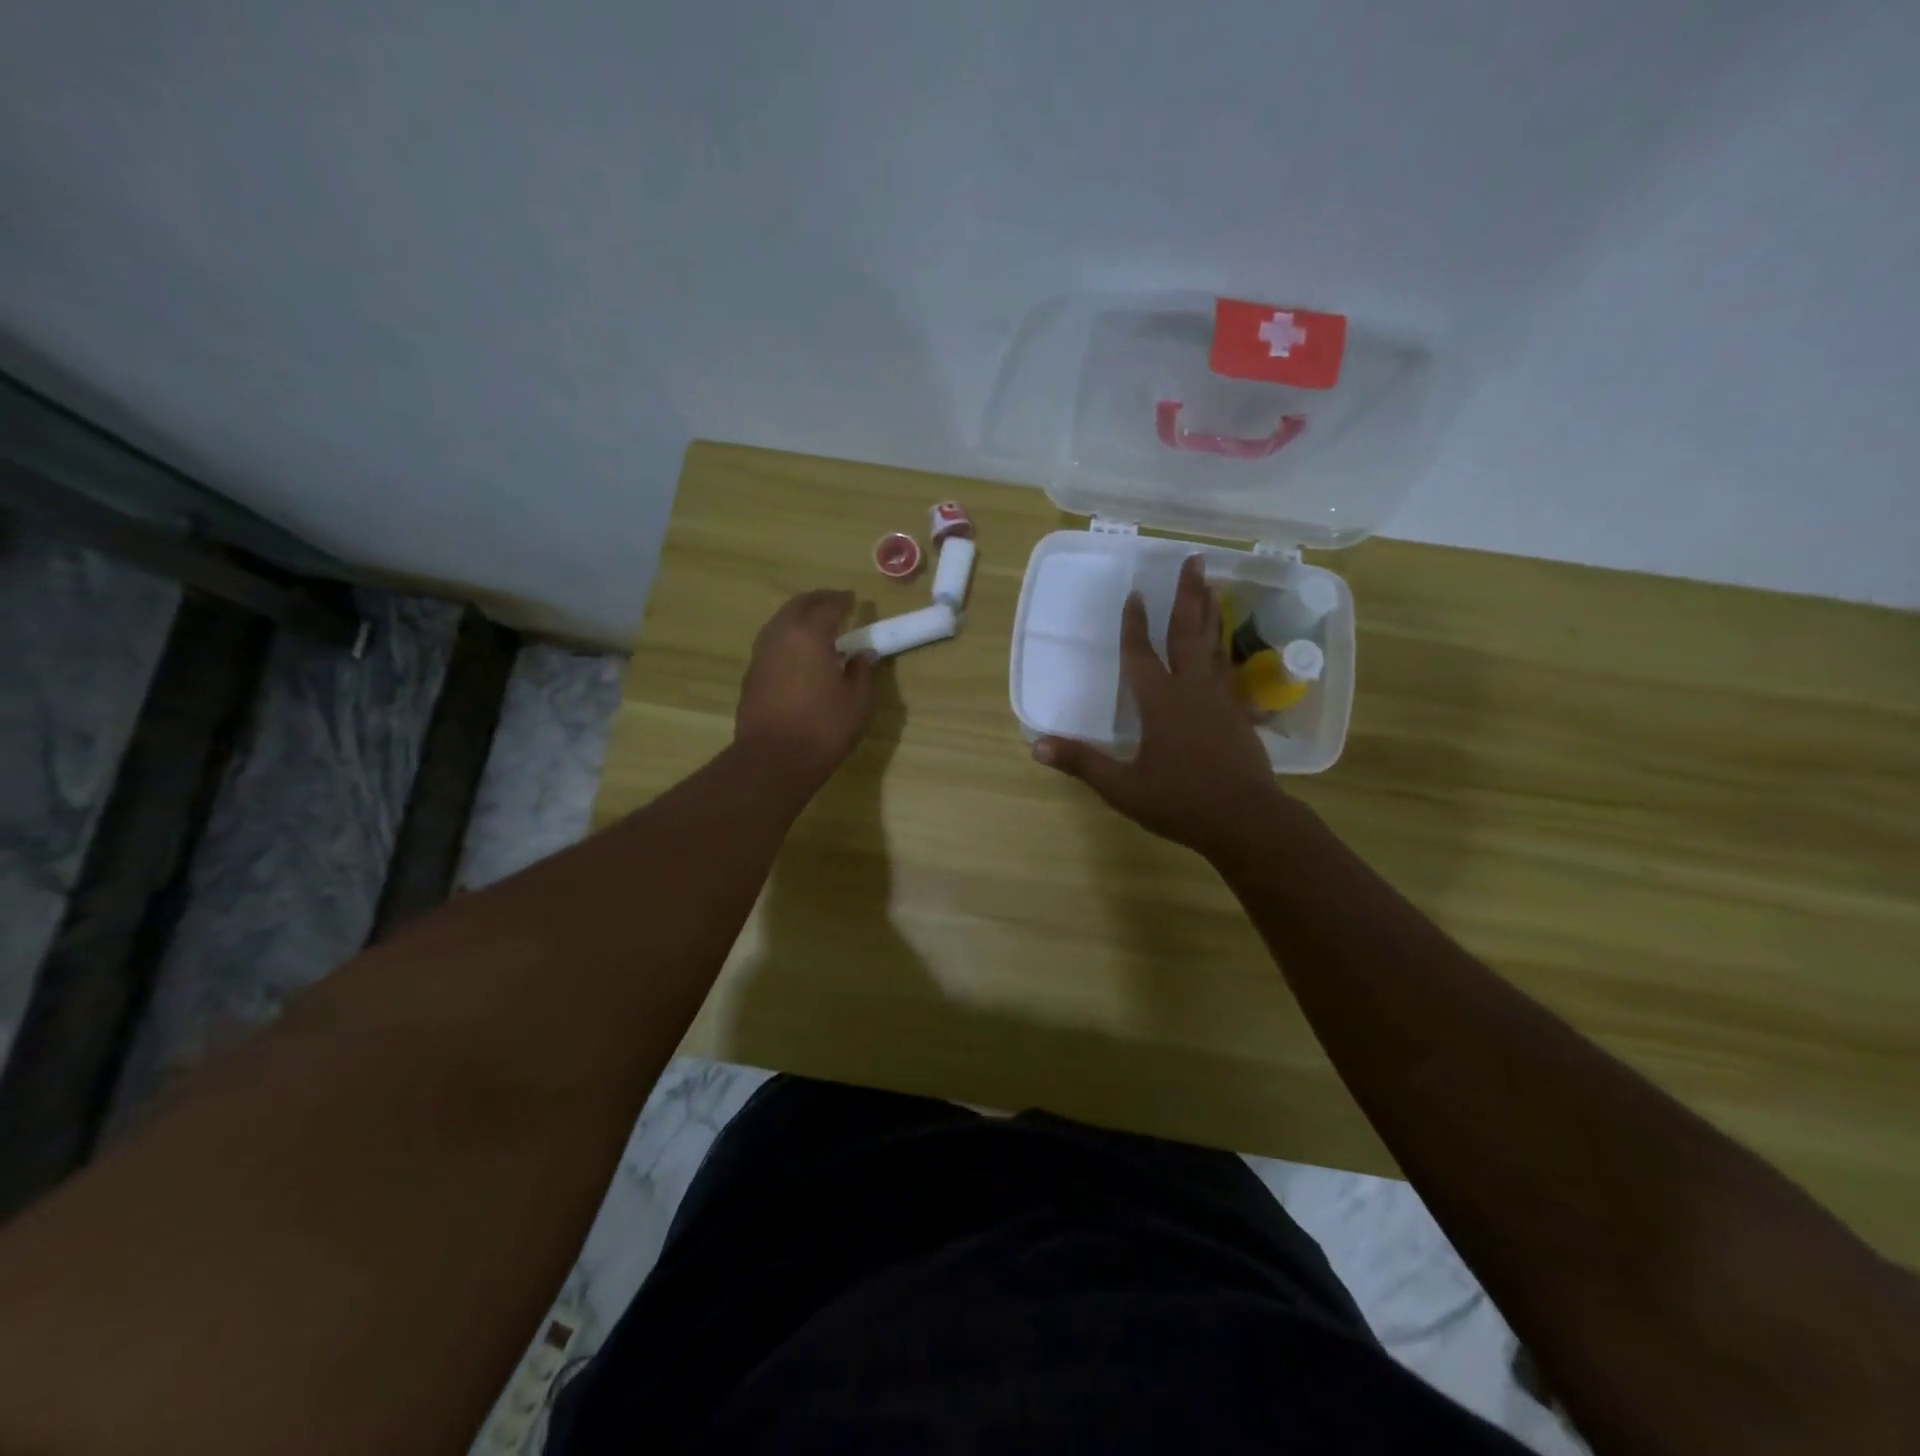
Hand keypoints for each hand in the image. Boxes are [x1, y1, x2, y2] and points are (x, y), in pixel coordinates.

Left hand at [735, 590, 877, 783]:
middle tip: (835, 602)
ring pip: (780, 621)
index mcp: (810, 634)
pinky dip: (787, 637)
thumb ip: (863, 672)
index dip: (844, 601)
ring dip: (799, 616)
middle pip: (798, 605)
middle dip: (818, 600)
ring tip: (817, 625)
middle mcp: (781, 635)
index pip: (829, 606)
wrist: (773, 760)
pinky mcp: (751, 674)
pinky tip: (799, 653)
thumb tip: (863, 655)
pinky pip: (772, 642)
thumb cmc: (824, 728)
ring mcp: (761, 654)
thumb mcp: (859, 702)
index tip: (854, 600)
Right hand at [1033, 554, 1281, 857]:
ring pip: (1213, 645)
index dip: (1134, 625)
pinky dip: (1224, 650)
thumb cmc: (1181, 802)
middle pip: (1189, 633)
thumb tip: (1036, 745)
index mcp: (1161, 703)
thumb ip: (1082, 763)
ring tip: (1210, 585)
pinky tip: (1224, 648)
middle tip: (1194, 558)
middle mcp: (1192, 691)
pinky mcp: (1239, 714)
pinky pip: (1228, 670)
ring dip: (1210, 612)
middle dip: (1188, 594)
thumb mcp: (1123, 787)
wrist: (1247, 820)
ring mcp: (1220, 700)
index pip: (1142, 655)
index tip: (1134, 594)